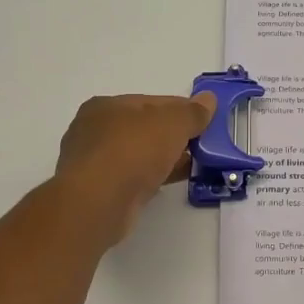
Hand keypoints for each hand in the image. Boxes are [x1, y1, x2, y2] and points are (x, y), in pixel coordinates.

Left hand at [54, 93, 217, 244]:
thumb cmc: (133, 151)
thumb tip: (209, 99)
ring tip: (194, 164)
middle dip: (174, 136)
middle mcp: (94, 131)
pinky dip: (153, 177)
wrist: (98, 203)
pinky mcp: (98, 191)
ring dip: (165, 158)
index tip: (206, 121)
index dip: (182, 110)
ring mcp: (94, 163)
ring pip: (139, 155)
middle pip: (145, 128)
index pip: (153, 102)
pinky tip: (173, 181)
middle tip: (202, 145)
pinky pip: (133, 177)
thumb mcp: (172, 124)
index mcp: (106, 106)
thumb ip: (192, 112)